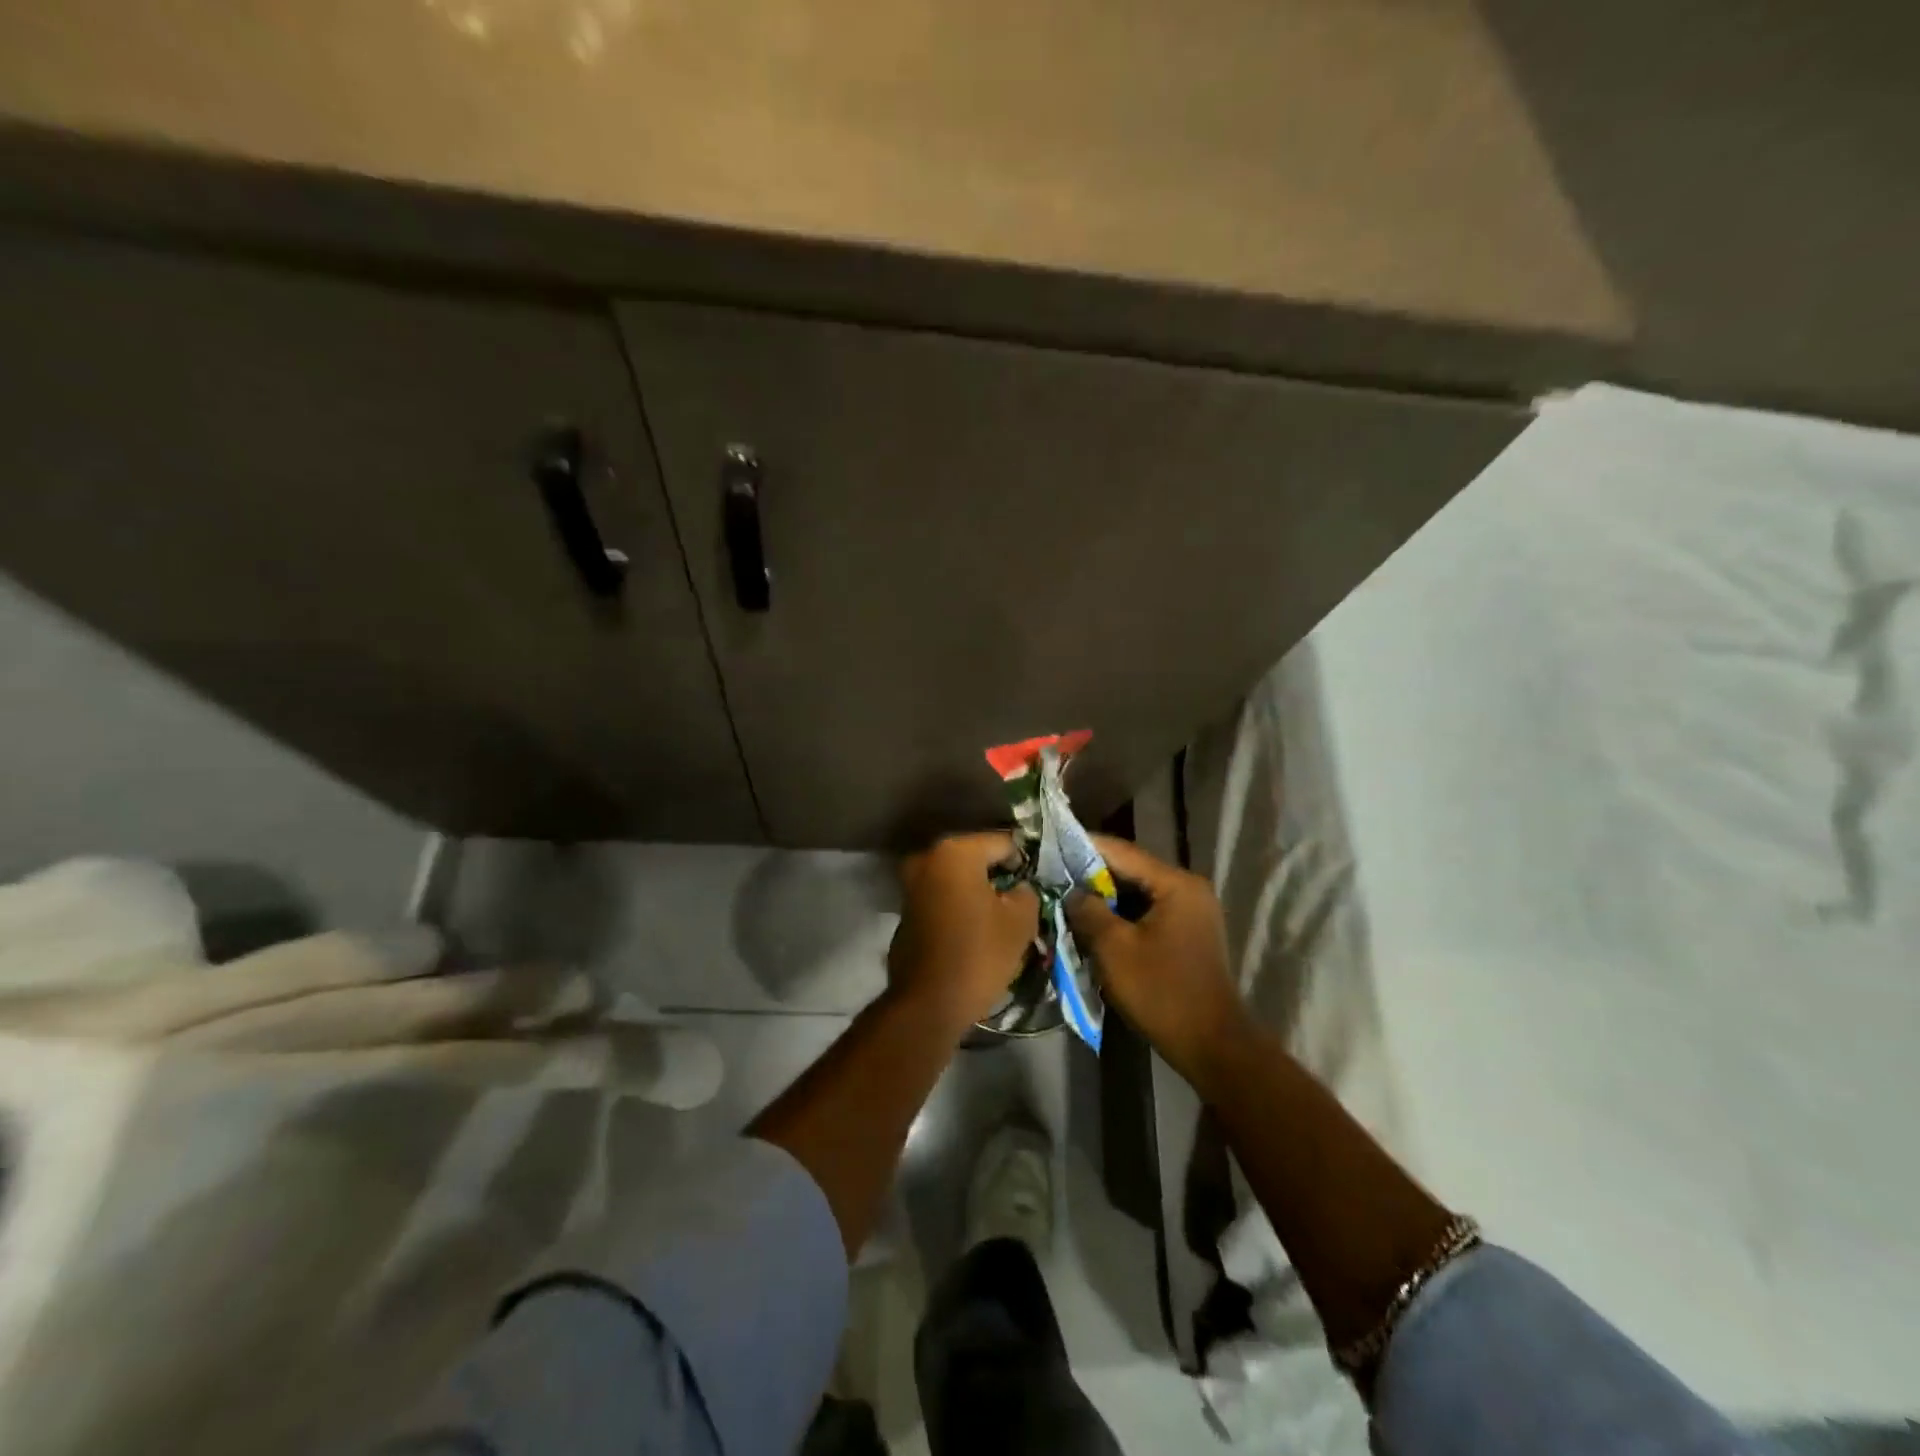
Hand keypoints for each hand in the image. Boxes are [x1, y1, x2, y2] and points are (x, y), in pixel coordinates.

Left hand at [887, 833, 1039, 1030]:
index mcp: (956, 852)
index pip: (1003, 842)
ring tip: (1003, 916)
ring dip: (979, 892)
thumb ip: (1027, 892)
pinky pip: (942, 897)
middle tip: (1023, 899)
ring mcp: (912, 884)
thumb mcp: (1020, 922)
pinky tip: (977, 929)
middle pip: (977, 858)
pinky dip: (960, 906)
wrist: (928, 1003)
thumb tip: (1020, 888)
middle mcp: (928, 858)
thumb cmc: (978, 954)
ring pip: (958, 878)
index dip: (1024, 861)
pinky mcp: (905, 910)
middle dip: (999, 875)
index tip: (1038, 883)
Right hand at [1066, 836, 1247, 1080]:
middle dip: (1092, 875)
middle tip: (1053, 875)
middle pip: (1131, 871)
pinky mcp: (1188, 933)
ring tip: (1067, 898)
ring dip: (1105, 897)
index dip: (1084, 847)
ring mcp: (1191, 911)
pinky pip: (1147, 912)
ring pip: (1138, 893)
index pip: (1122, 852)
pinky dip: (1122, 915)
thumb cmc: (1161, 992)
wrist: (1212, 1046)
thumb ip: (1089, 911)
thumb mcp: (1114, 949)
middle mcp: (1188, 889)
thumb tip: (1072, 892)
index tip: (1051, 844)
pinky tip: (1094, 923)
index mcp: (1176, 884)